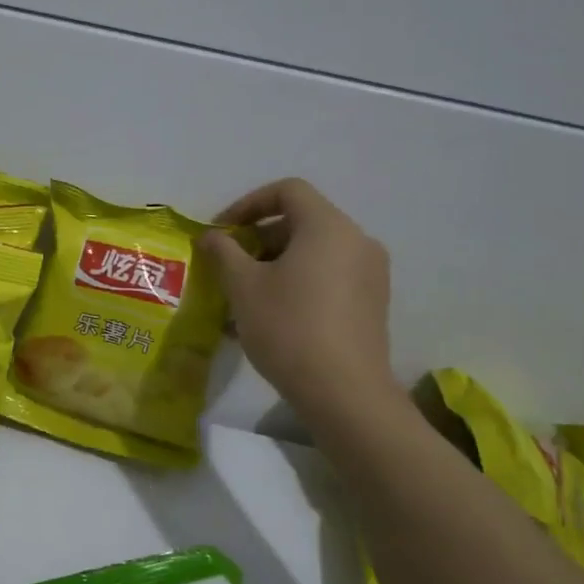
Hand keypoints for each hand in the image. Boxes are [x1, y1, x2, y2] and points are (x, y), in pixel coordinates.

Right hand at [203, 178, 399, 430]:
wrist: (344, 393)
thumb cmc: (288, 327)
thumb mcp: (243, 286)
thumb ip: (223, 251)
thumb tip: (211, 236)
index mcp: (328, 227)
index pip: (288, 191)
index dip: (248, 204)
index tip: (222, 232)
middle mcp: (357, 241)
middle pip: (302, 221)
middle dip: (259, 239)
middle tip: (228, 266)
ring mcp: (371, 273)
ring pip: (314, 252)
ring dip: (275, 264)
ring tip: (244, 296)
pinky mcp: (372, 303)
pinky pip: (329, 276)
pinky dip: (298, 282)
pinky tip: (271, 316)